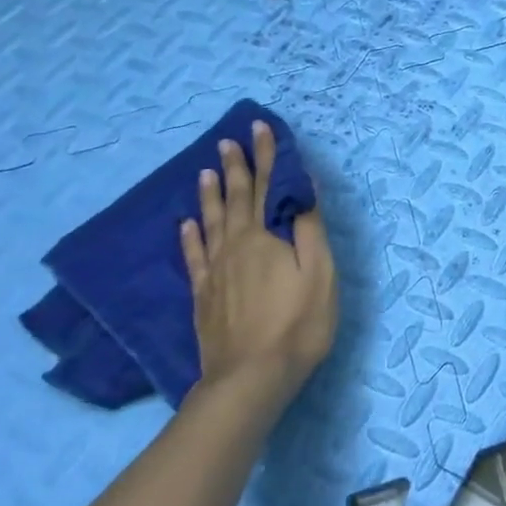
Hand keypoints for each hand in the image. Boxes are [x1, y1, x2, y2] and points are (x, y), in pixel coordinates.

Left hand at [179, 121, 337, 409]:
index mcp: (265, 237)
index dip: (266, 156)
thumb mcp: (320, 273)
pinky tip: (186, 224)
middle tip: (228, 140)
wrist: (250, 378)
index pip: (267, 186)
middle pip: (236, 198)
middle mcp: (235, 245)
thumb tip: (303, 187)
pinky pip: (193, 255)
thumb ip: (310, 228)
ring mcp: (215, 271)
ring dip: (210, 194)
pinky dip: (190, 236)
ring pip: (210, 221)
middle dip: (236, 167)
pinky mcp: (203, 295)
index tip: (261, 128)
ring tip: (206, 171)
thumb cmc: (297, 324)